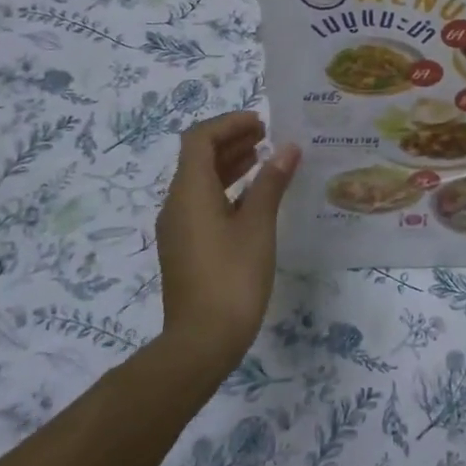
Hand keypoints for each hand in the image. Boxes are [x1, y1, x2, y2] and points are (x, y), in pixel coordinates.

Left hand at [155, 111, 299, 360]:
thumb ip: (271, 182)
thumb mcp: (258, 225)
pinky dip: (226, 190)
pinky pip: (202, 204)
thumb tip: (288, 148)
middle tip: (267, 136)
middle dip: (231, 141)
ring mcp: (178, 228)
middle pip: (197, 158)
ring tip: (263, 159)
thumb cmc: (233, 277)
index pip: (200, 139)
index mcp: (190, 192)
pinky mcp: (185, 248)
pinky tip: (253, 199)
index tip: (262, 123)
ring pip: (200, 182)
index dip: (229, 124)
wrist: (202, 342)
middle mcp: (176, 204)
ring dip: (229, 165)